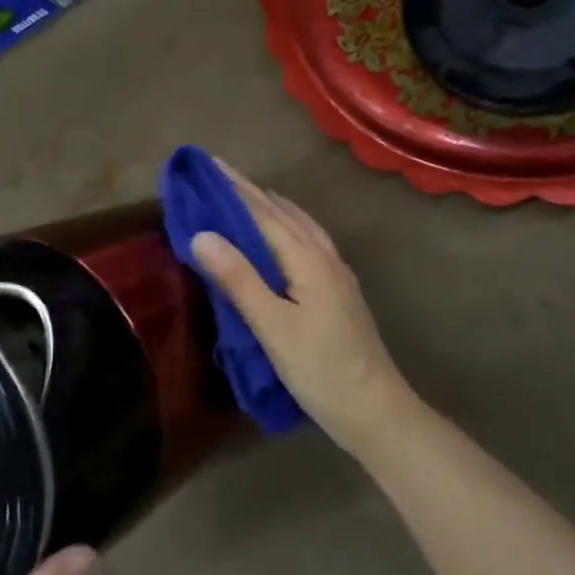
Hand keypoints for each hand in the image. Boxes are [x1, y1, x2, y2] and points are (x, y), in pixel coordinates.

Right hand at [190, 162, 419, 456]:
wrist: (374, 409)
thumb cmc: (319, 369)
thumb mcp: (272, 326)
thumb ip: (237, 278)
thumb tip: (200, 234)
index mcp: (307, 259)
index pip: (263, 212)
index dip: (233, 188)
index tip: (207, 164)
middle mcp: (324, 256)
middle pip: (282, 213)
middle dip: (249, 192)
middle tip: (217, 175)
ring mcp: (336, 273)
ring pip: (300, 225)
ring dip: (271, 207)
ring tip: (248, 196)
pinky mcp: (339, 290)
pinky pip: (309, 241)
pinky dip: (288, 226)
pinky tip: (283, 237)